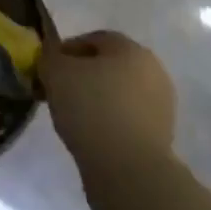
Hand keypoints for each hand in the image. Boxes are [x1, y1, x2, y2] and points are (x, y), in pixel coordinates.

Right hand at [41, 30, 176, 172]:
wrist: (129, 170)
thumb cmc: (91, 109)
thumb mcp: (56, 73)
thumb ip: (49, 56)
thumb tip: (52, 54)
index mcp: (131, 48)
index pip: (93, 39)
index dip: (66, 52)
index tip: (48, 71)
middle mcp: (152, 70)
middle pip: (108, 66)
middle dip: (82, 76)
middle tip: (58, 93)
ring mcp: (161, 104)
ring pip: (118, 94)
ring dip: (96, 100)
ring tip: (73, 119)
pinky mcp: (161, 135)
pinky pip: (126, 119)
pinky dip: (109, 123)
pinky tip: (92, 137)